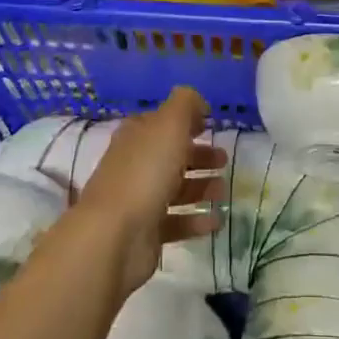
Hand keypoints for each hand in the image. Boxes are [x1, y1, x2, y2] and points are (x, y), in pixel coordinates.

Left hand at [74, 86, 224, 293]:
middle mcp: (135, 164)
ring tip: (223, 190)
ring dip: (201, 187)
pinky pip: (176, 222)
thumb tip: (197, 101)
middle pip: (170, 155)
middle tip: (223, 159)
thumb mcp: (169, 125)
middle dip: (198, 156)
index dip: (185, 120)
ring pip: (175, 188)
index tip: (209, 125)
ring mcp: (139, 199)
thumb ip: (185, 105)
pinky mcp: (146, 233)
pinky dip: (196, 220)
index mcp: (137, 135)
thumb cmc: (145, 172)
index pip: (161, 122)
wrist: (114, 236)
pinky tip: (216, 220)